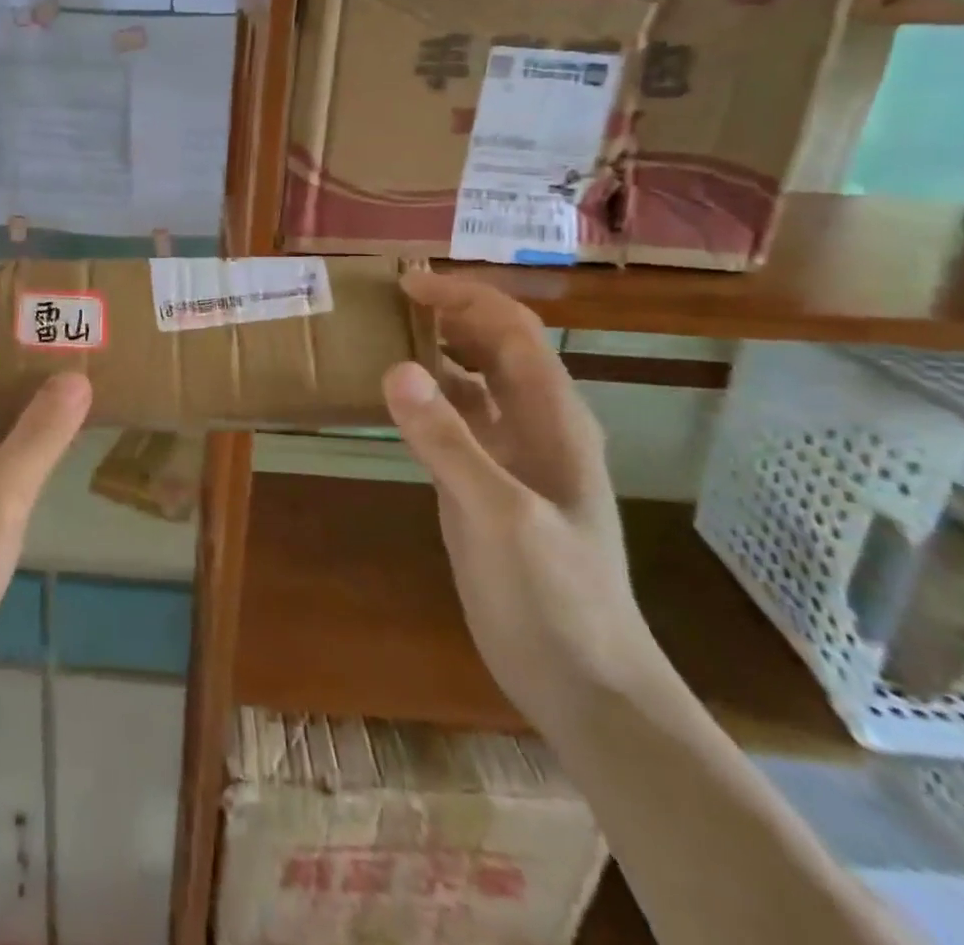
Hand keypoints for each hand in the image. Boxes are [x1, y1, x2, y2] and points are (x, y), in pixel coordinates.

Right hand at [382, 270, 665, 741]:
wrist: (580, 680)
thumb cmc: (552, 595)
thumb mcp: (498, 515)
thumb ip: (447, 441)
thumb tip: (395, 368)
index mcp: (553, 418)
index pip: (512, 331)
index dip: (464, 298)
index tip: (407, 283)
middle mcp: (535, 424)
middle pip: (495, 346)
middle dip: (449, 313)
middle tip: (386, 299)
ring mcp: (512, 456)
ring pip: (475, 381)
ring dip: (437, 350)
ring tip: (382, 333)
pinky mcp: (487, 483)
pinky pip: (458, 421)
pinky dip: (428, 398)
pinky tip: (392, 399)